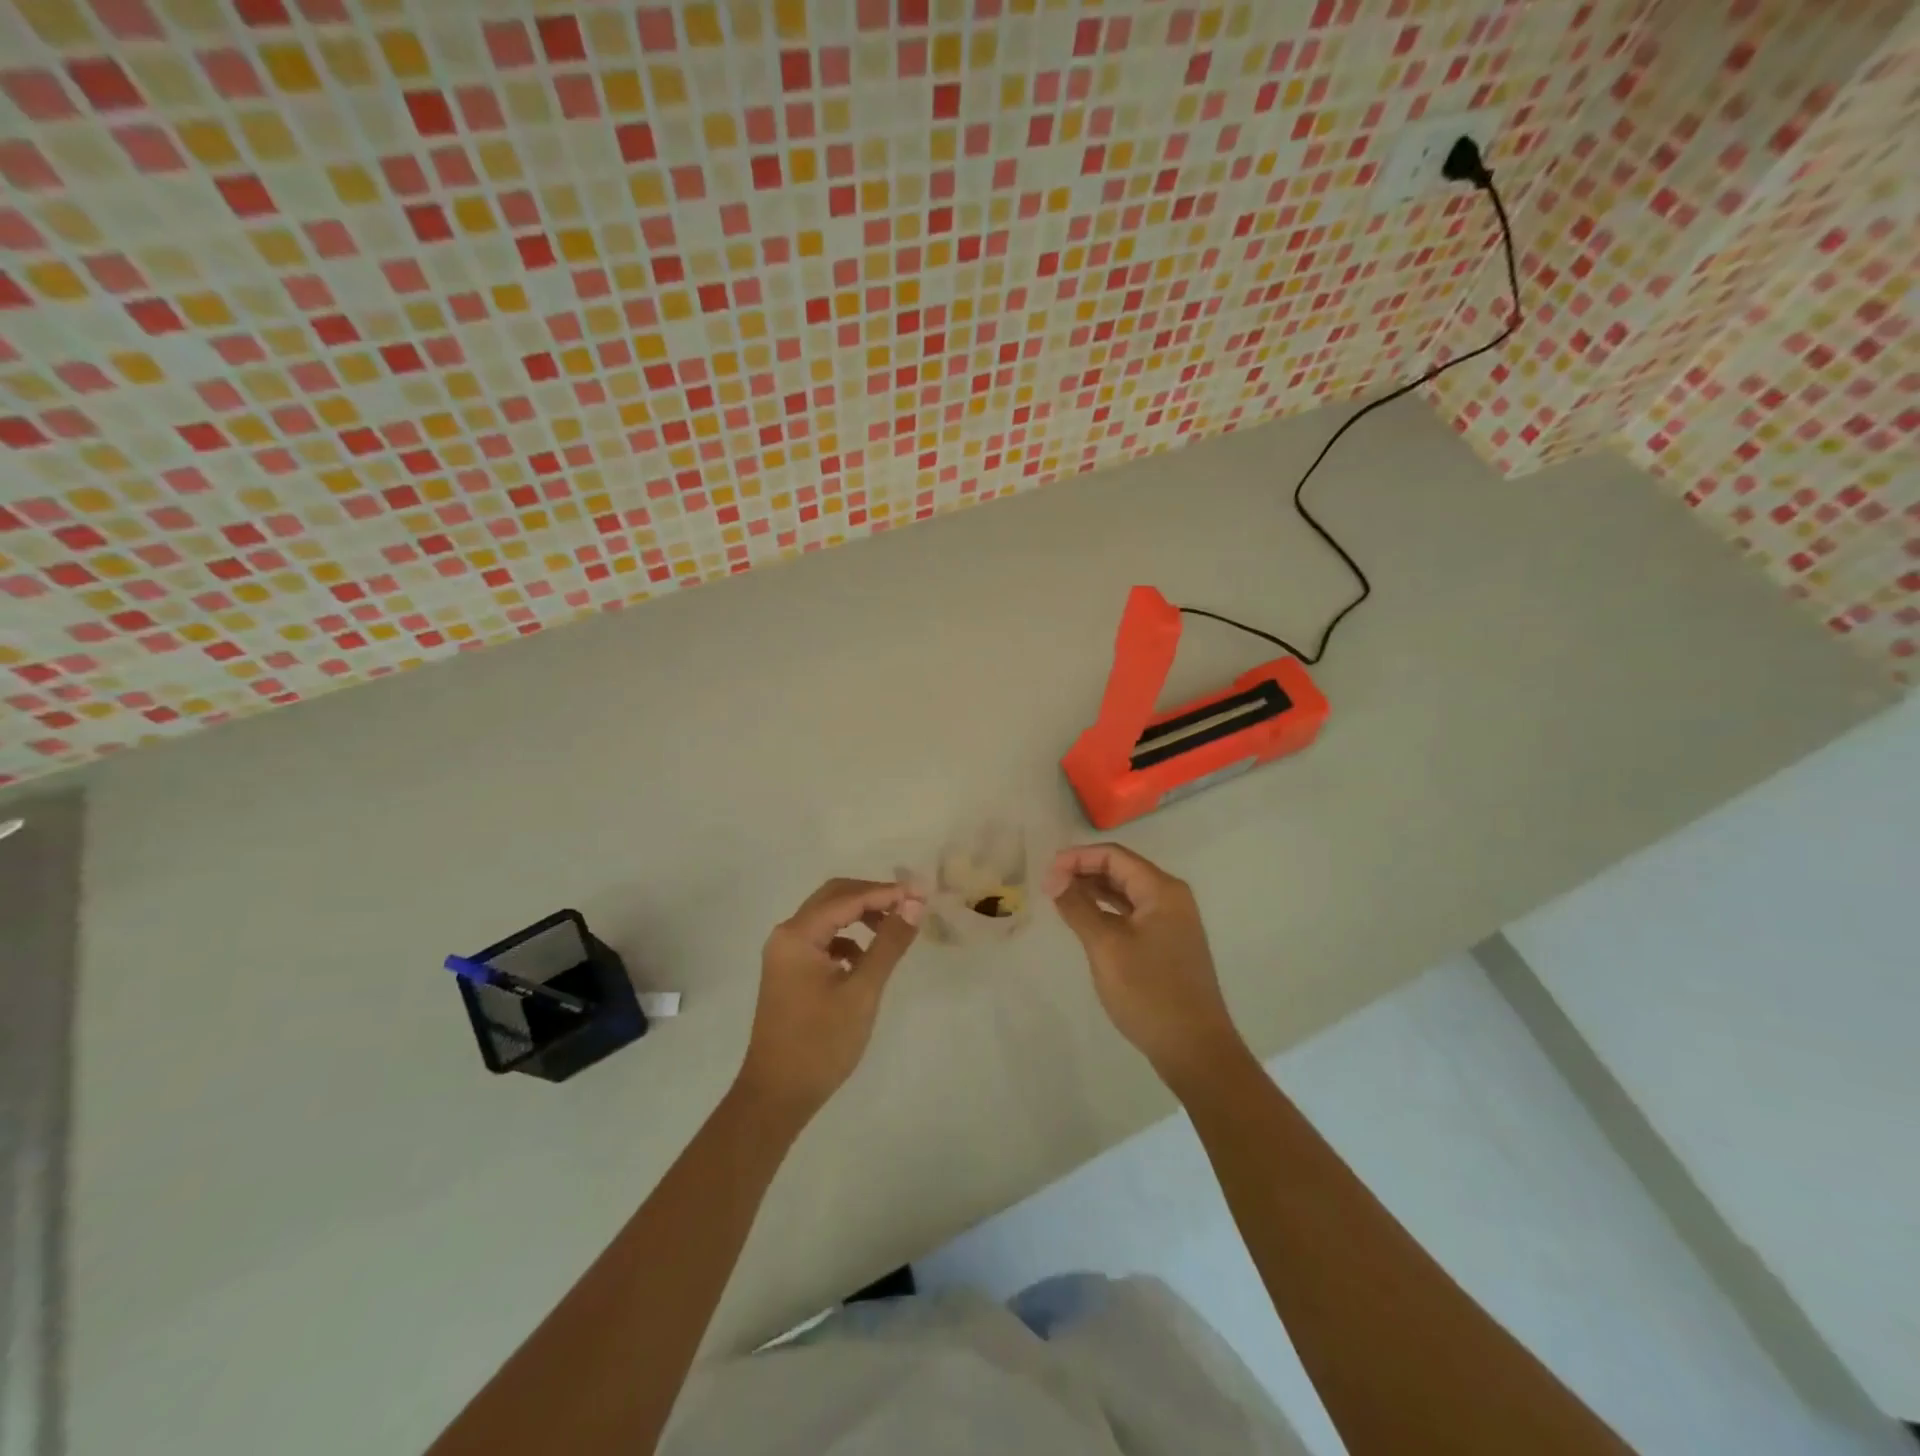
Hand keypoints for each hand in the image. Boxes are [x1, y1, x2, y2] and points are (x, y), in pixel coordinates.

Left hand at [736, 878, 922, 1123]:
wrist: (777, 1096)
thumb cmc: (820, 1043)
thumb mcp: (862, 992)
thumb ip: (888, 943)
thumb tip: (914, 904)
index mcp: (798, 935)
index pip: (847, 898)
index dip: (886, 892)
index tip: (922, 894)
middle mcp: (787, 935)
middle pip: (834, 898)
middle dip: (872, 896)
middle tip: (910, 904)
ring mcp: (785, 954)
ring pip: (828, 917)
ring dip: (860, 915)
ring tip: (893, 928)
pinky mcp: (790, 972)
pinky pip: (823, 940)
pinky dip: (848, 939)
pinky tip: (865, 959)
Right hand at [1045, 843, 1247, 1090]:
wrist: (1195, 1049)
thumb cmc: (1149, 992)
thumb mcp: (1106, 946)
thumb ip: (1078, 907)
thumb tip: (1053, 877)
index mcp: (1162, 890)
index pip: (1114, 856)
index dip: (1077, 858)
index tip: (1046, 874)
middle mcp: (1171, 898)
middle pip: (1122, 870)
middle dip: (1084, 872)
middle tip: (1049, 886)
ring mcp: (1172, 923)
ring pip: (1126, 894)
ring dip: (1093, 891)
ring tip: (1060, 899)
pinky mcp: (1168, 945)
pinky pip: (1132, 915)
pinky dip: (1107, 912)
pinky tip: (1086, 921)